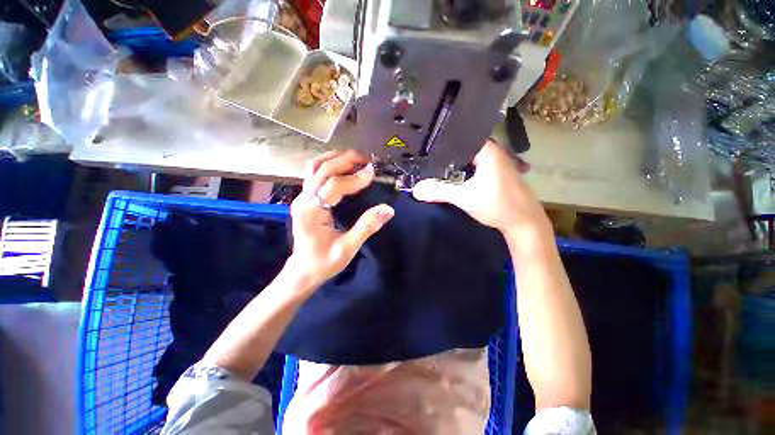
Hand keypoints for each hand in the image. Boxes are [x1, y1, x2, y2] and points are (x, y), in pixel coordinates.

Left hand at [288, 150, 393, 292]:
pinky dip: (329, 165)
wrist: (303, 270)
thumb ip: (367, 227)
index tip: (372, 173)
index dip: (355, 178)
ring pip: (314, 167)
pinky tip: (342, 166)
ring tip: (355, 158)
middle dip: (345, 160)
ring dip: (335, 158)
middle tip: (366, 159)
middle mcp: (304, 200)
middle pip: (322, 169)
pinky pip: (314, 174)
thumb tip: (388, 209)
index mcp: (312, 212)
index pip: (334, 186)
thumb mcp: (348, 248)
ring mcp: (302, 197)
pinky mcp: (305, 199)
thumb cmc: (324, 262)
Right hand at [412, 140, 547, 235]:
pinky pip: (472, 166)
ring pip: (467, 158)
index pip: (458, 137)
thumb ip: (439, 191)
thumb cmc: (498, 205)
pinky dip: (460, 170)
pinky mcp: (494, 173)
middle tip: (423, 157)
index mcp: (486, 150)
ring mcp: (494, 162)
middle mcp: (491, 151)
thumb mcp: (465, 198)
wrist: (524, 222)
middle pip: (461, 148)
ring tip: (431, 165)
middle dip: (443, 154)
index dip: (440, 142)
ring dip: (452, 163)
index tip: (422, 146)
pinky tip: (450, 176)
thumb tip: (415, 189)